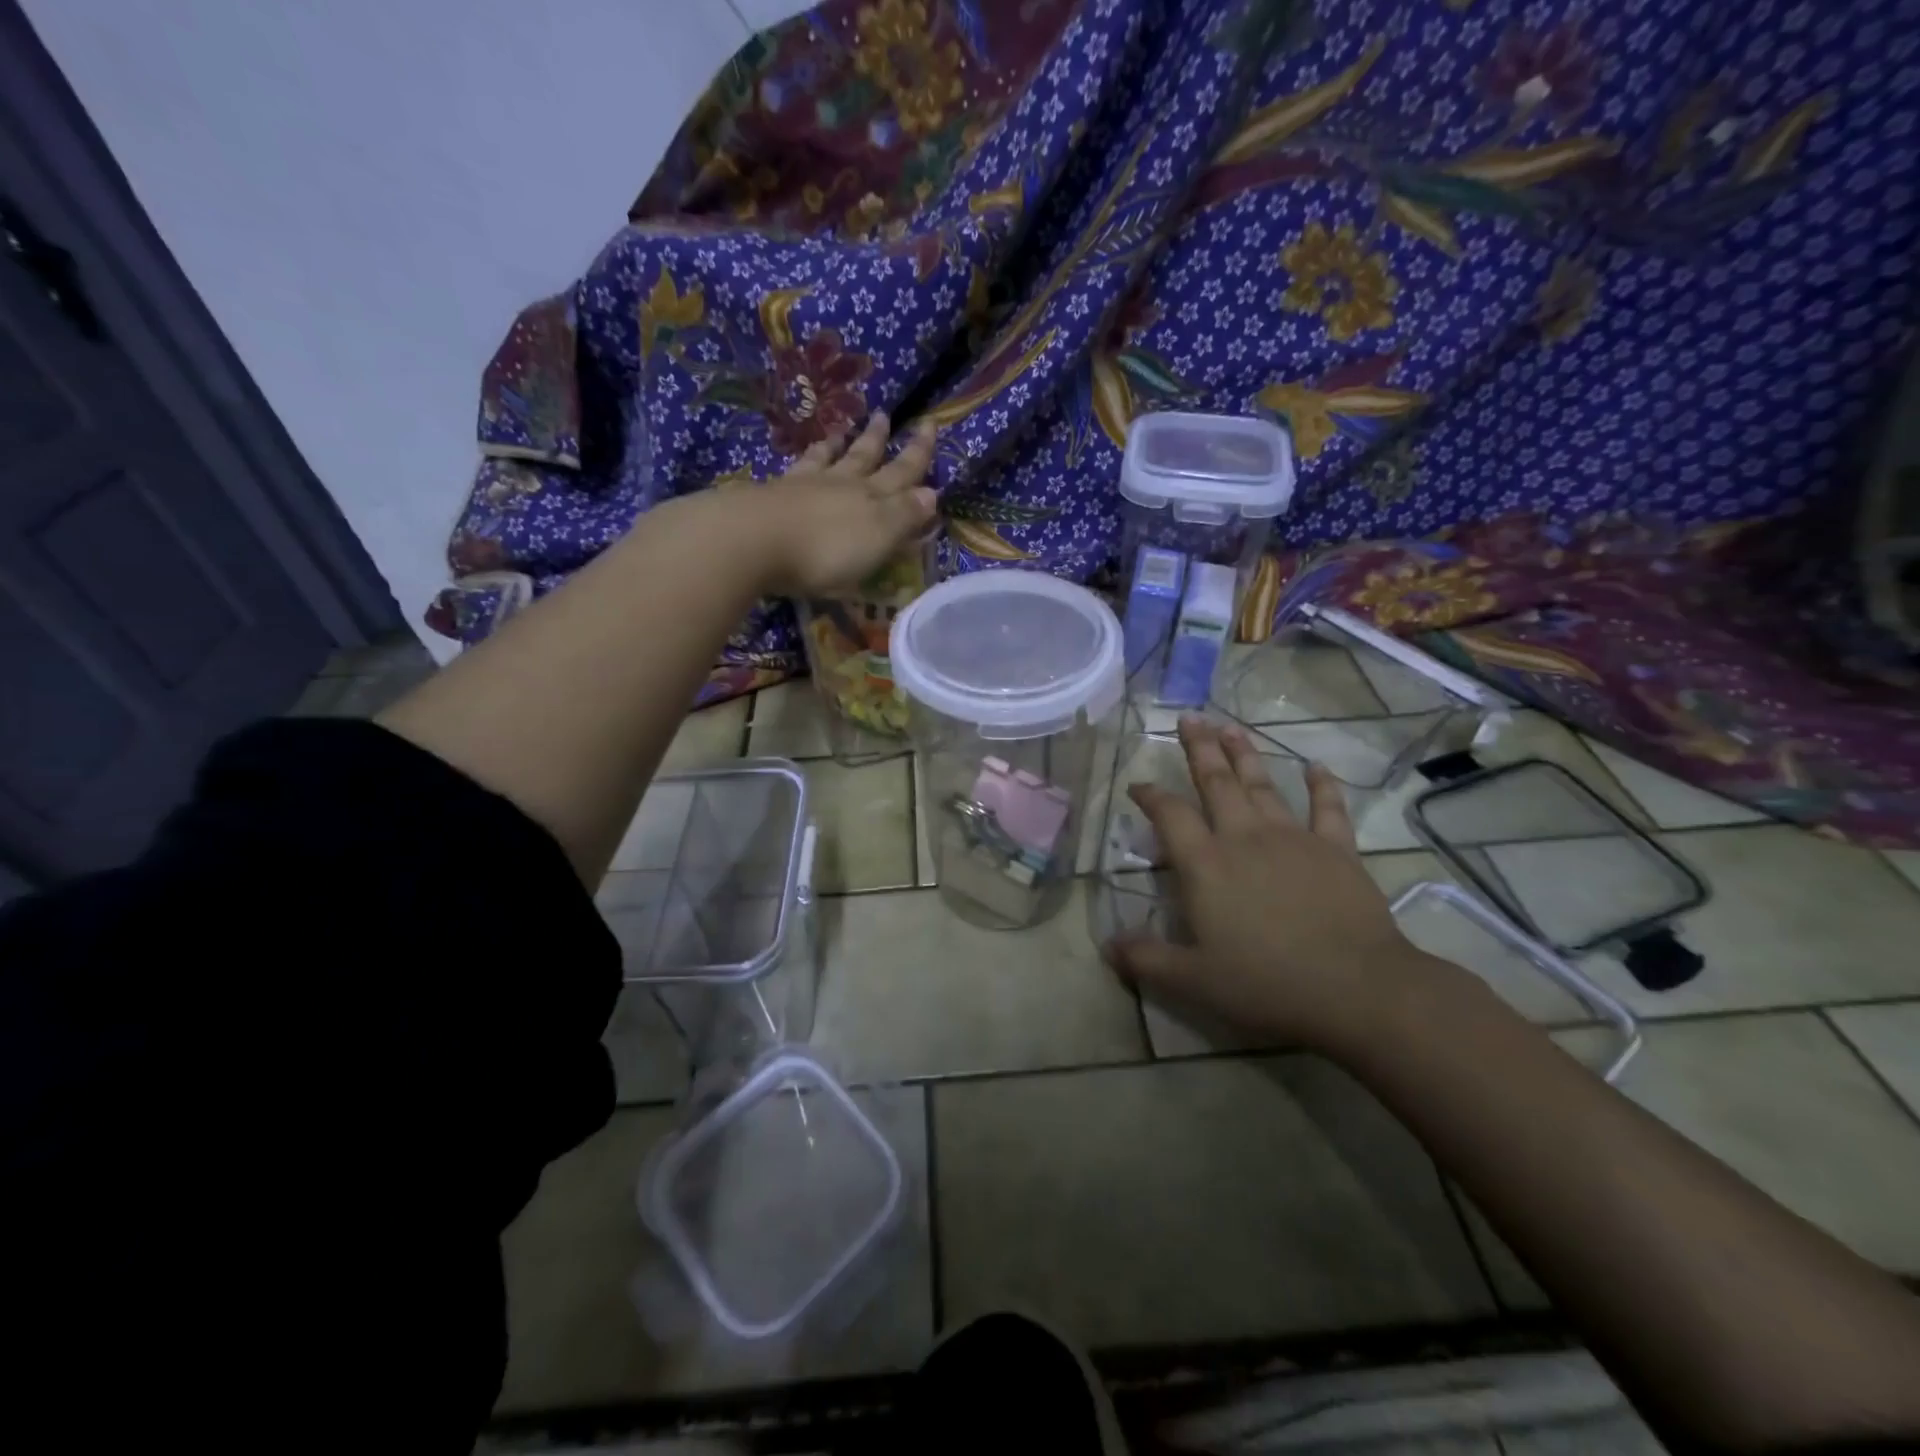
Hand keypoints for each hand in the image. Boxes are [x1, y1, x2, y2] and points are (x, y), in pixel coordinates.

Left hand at [753, 412, 939, 597]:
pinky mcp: (771, 496)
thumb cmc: (825, 549)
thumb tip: (932, 493)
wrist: (753, 541)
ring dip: (838, 445)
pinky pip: (796, 470)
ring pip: (828, 459)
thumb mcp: (877, 537)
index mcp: (872, 498)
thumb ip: (904, 515)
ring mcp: (803, 487)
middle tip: (885, 415)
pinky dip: (805, 460)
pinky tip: (800, 459)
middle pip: (864, 458)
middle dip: (879, 440)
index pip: (903, 472)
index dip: (919, 453)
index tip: (930, 425)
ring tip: (842, 431)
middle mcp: (840, 485)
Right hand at [1105, 717, 1432, 1053]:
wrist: (1357, 988)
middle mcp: (1244, 838)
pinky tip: (1316, 767)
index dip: (1151, 796)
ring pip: (1262, 785)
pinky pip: (1327, 809)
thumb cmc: (1267, 982)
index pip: (1170, 816)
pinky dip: (1322, 786)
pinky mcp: (1336, 850)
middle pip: (1216, 783)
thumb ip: (1146, 959)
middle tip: (1189, 718)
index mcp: (1206, 864)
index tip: (1138, 784)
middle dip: (1199, 749)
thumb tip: (1108, 946)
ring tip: (1230, 726)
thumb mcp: (1193, 980)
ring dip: (1244, 754)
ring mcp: (1293, 838)